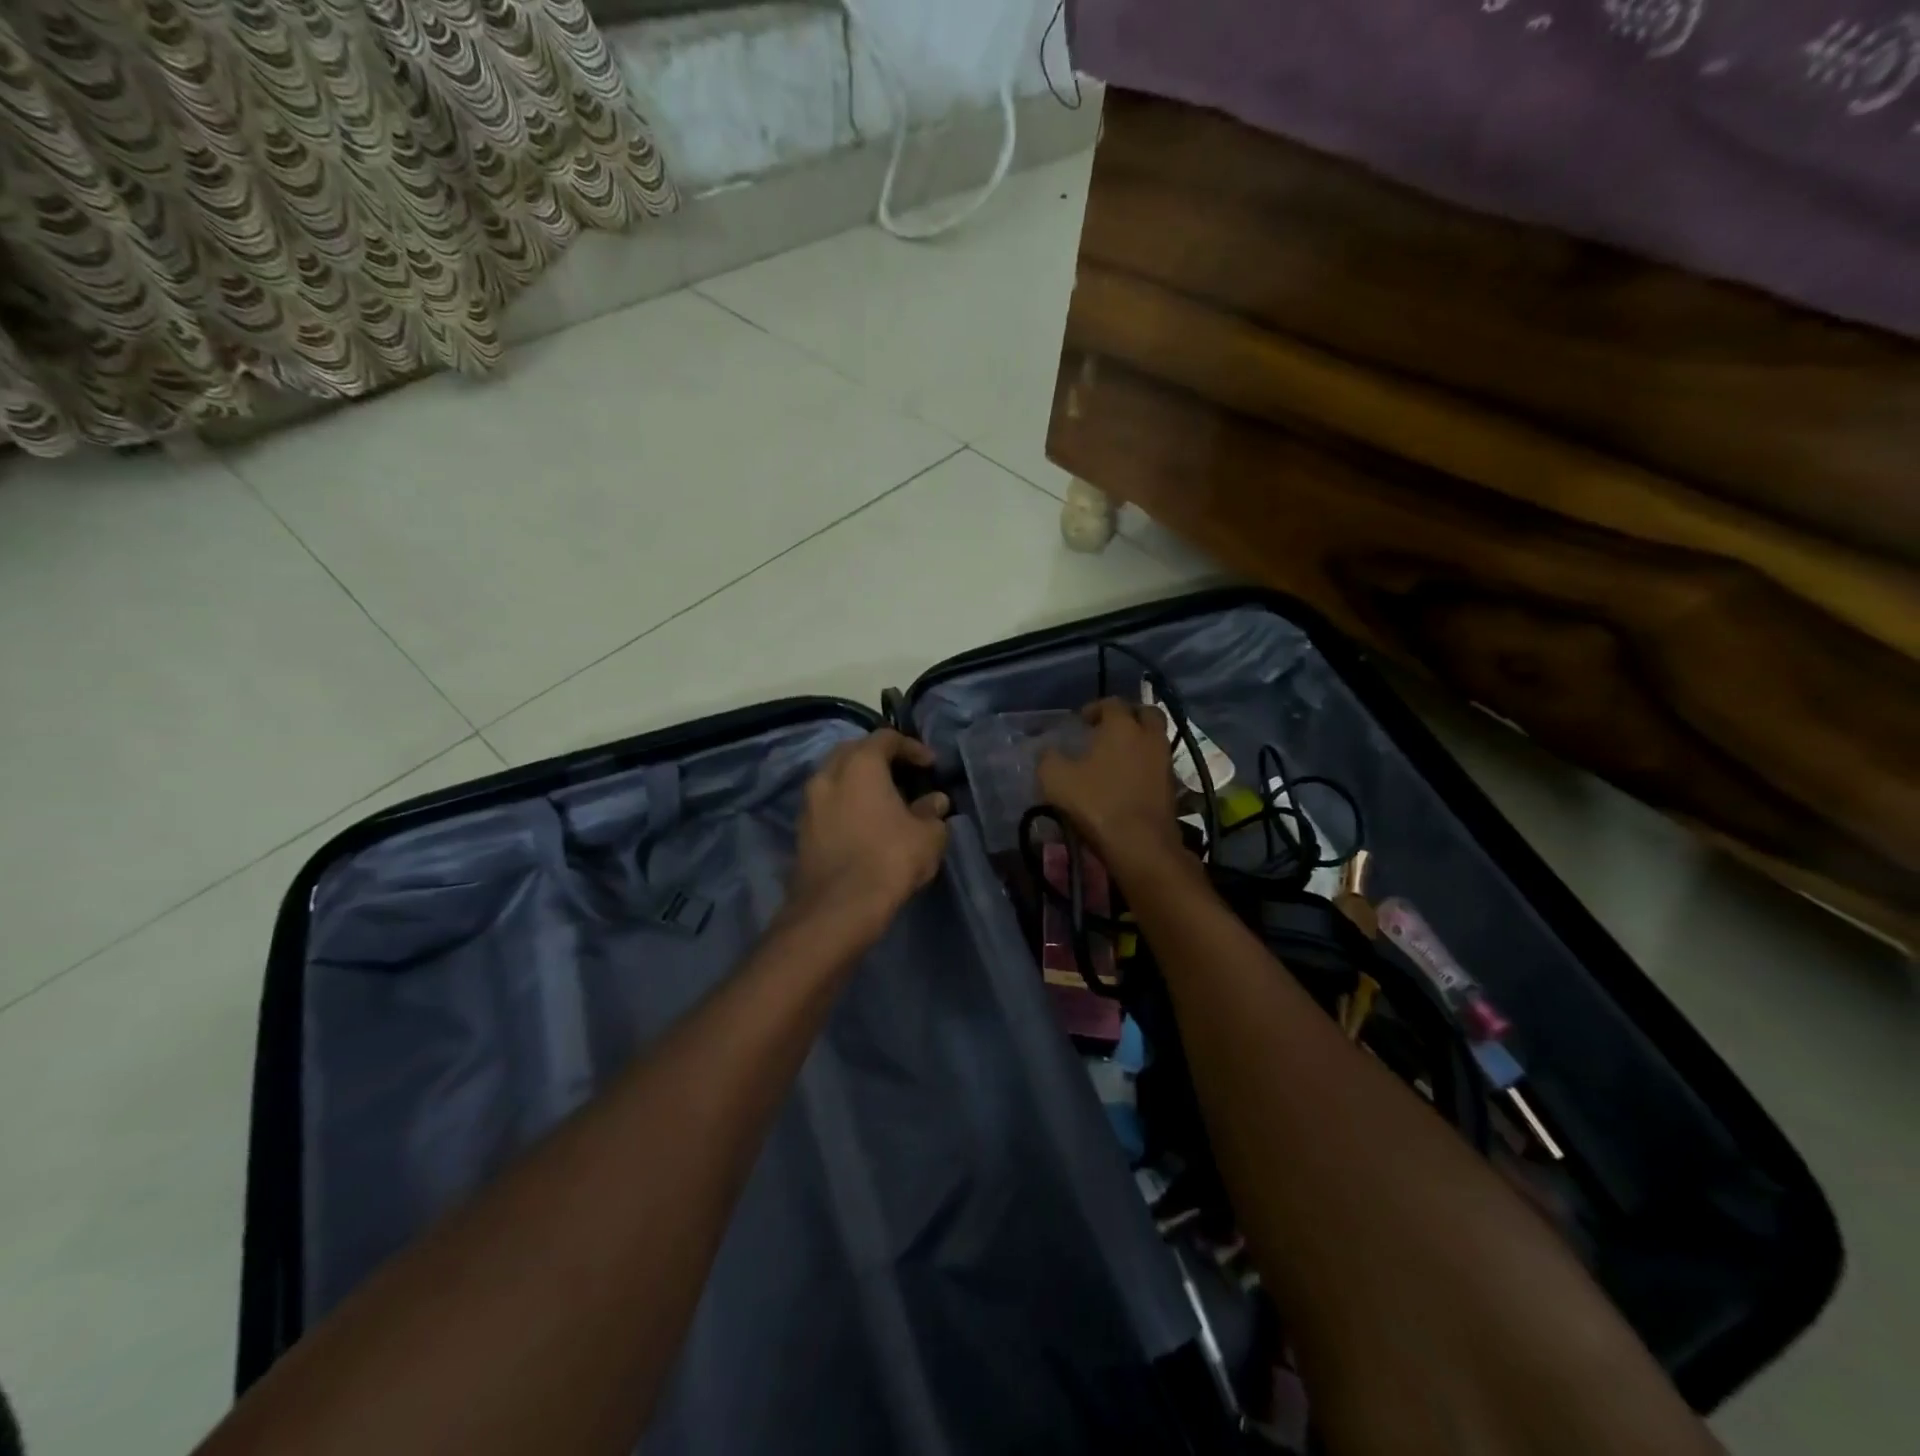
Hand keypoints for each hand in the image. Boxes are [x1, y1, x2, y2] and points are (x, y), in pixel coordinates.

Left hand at [785, 729, 949, 945]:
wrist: (837, 908)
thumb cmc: (889, 859)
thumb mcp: (927, 836)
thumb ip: (932, 812)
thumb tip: (935, 801)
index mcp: (860, 764)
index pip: (886, 738)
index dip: (911, 747)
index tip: (930, 765)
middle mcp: (828, 774)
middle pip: (855, 751)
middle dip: (880, 758)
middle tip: (903, 774)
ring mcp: (809, 802)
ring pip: (836, 777)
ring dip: (859, 782)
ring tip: (884, 799)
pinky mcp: (801, 829)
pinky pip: (827, 803)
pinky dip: (846, 804)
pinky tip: (864, 823)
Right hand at [1037, 698, 1184, 873]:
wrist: (1140, 844)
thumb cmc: (1096, 803)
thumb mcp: (1055, 779)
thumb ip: (1048, 758)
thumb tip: (1047, 751)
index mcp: (1122, 726)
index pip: (1112, 702)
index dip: (1095, 708)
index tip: (1081, 722)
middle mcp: (1149, 736)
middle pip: (1146, 713)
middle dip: (1128, 716)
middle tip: (1109, 729)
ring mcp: (1165, 761)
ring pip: (1155, 739)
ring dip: (1139, 741)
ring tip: (1117, 756)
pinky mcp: (1172, 786)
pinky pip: (1158, 764)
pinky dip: (1145, 764)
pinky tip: (1127, 779)